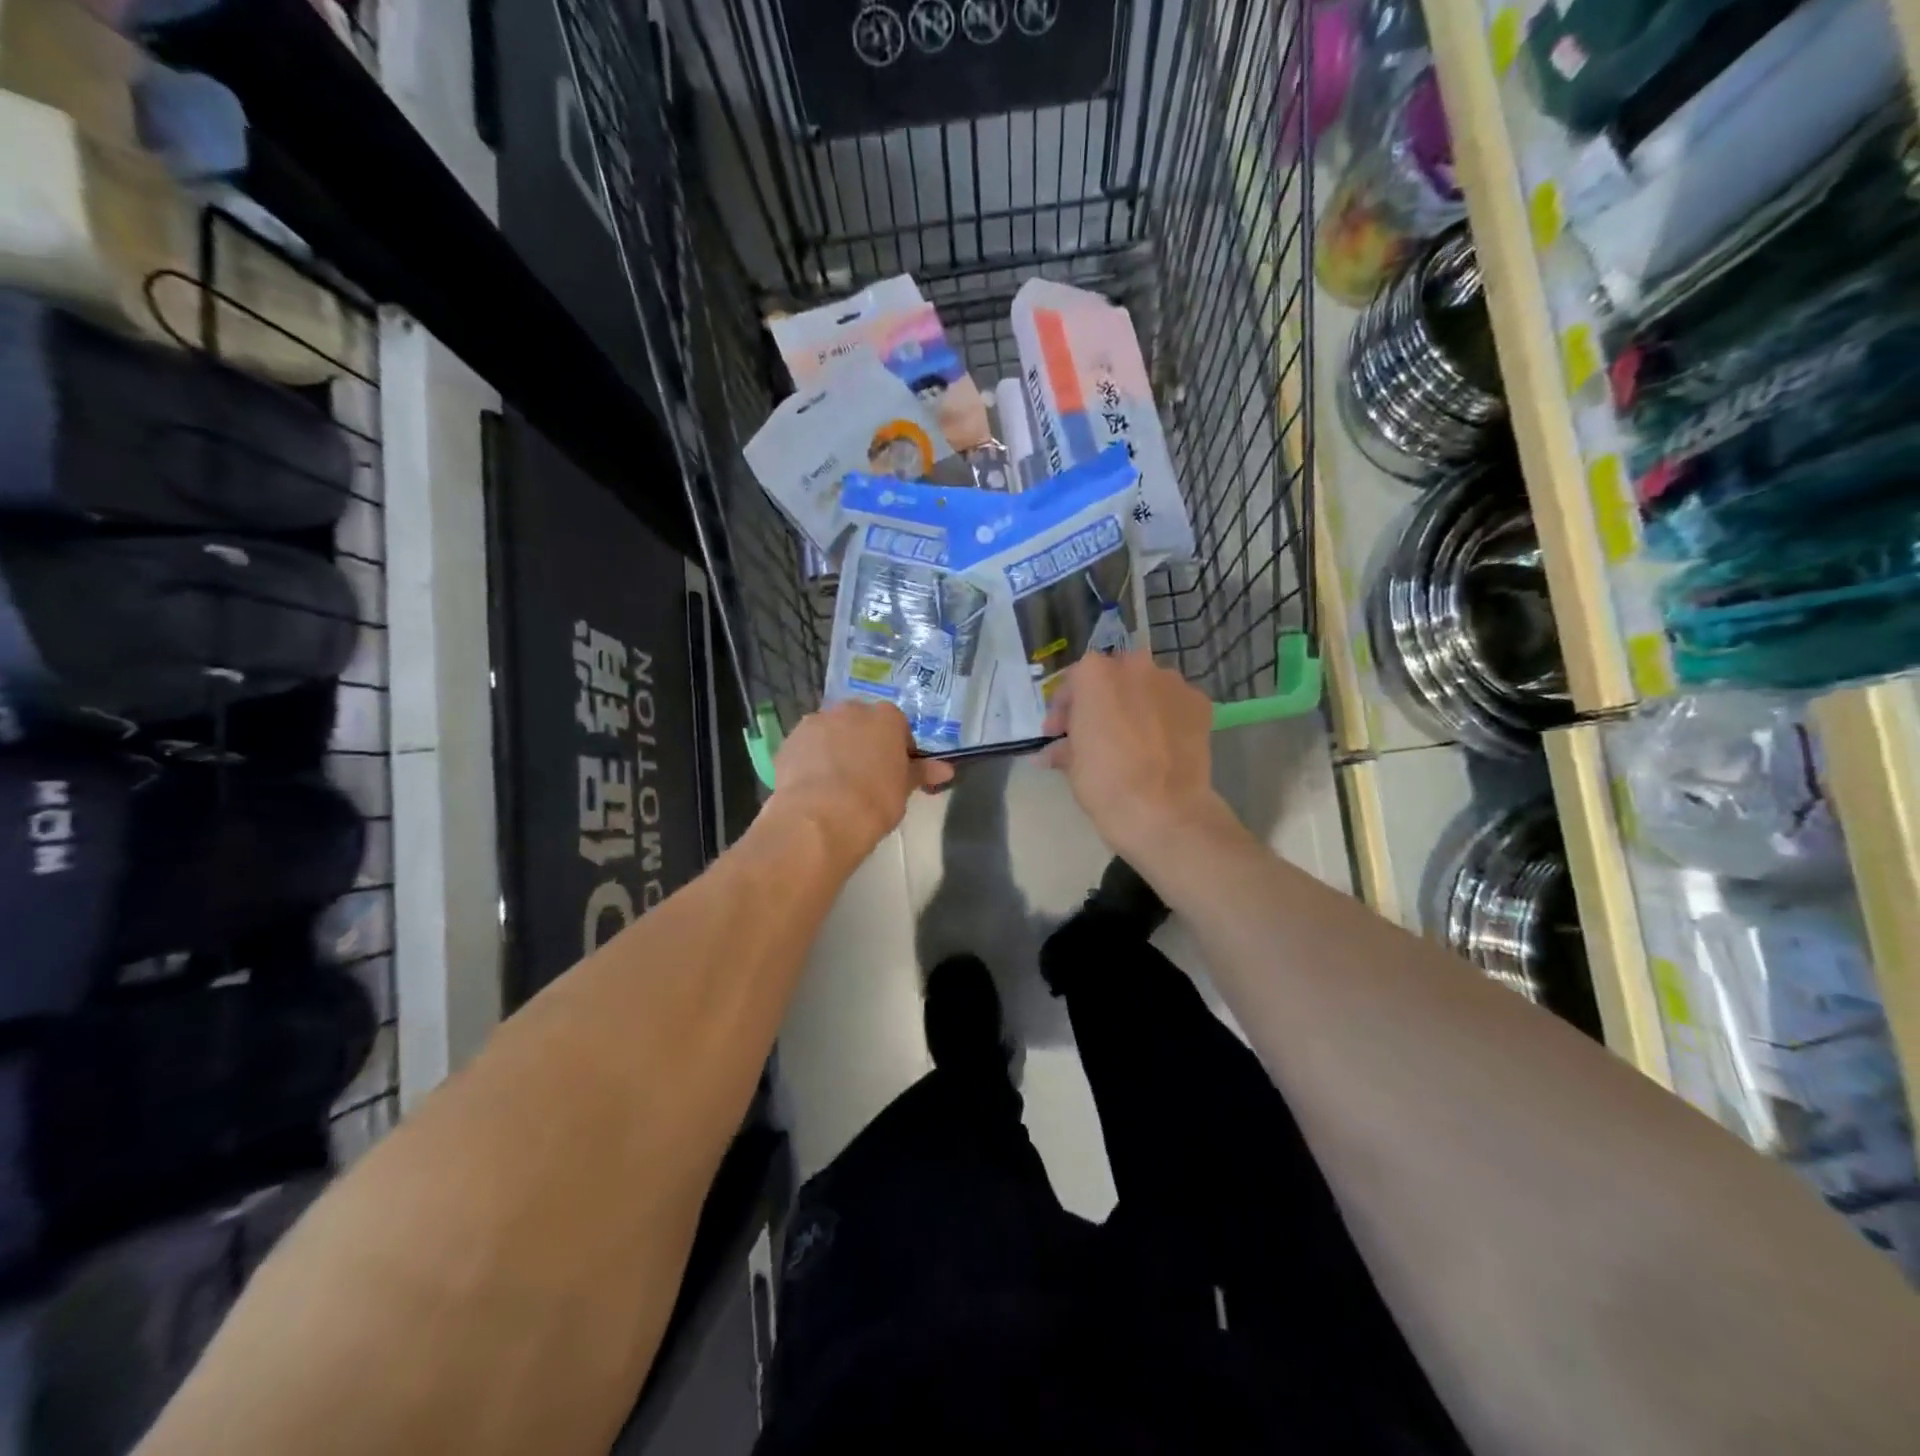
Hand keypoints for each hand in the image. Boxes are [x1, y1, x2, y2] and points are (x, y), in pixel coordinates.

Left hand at [771, 702, 953, 865]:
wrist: (821, 817)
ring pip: (830, 732)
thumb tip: (946, 769)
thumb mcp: (904, 789)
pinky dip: (810, 761)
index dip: (897, 748)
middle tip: (866, 776)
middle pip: (860, 723)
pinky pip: (806, 748)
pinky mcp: (789, 741)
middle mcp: (850, 710)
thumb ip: (921, 773)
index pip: (897, 726)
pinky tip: (813, 788)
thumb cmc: (875, 801)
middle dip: (863, 742)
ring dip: (834, 748)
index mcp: (885, 717)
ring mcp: (816, 722)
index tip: (896, 772)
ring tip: (836, 784)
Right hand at [1042, 652, 1227, 858]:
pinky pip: (1174, 704)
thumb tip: (1053, 752)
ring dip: (1135, 706)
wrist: (1163, 809)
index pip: (1073, 681)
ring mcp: (1172, 682)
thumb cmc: (1105, 781)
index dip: (1064, 709)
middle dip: (1102, 701)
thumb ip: (1063, 746)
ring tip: (1132, 739)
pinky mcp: (1200, 702)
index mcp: (1094, 674)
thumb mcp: (1071, 763)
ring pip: (1146, 687)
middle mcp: (1135, 666)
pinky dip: (1165, 717)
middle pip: (1112, 678)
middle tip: (1095, 733)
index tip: (1059, 733)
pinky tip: (1160, 745)